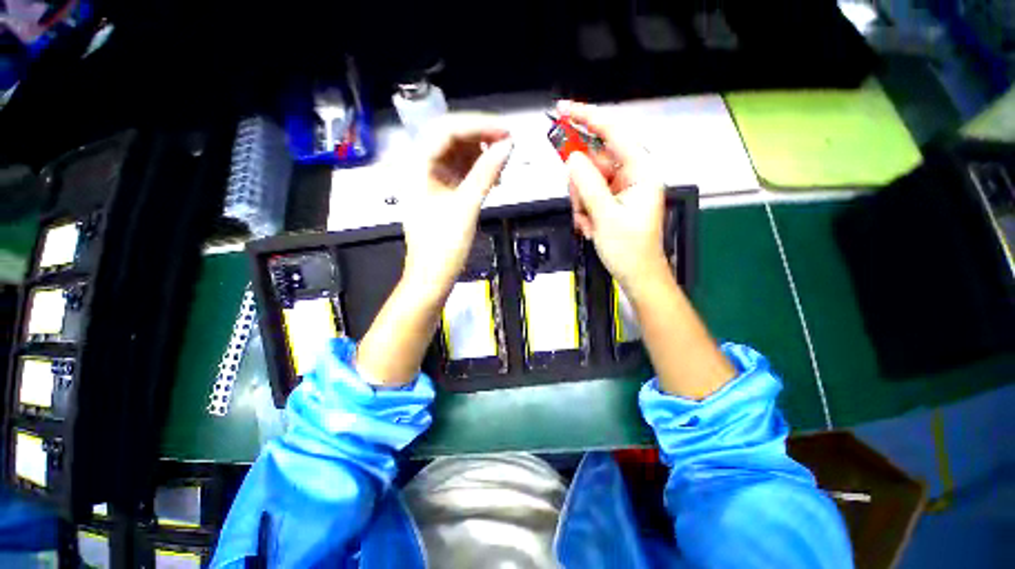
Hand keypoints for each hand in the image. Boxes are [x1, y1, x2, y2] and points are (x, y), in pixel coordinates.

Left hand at [401, 114, 512, 297]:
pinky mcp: (441, 192)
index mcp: (417, 166)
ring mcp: (431, 180)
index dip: (478, 125)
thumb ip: (486, 173)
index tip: (507, 132)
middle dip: (481, 137)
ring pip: (458, 154)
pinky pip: (461, 172)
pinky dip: (478, 171)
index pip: (447, 129)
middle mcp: (420, 167)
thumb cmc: (444, 246)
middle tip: (508, 143)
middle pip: (451, 138)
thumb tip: (508, 145)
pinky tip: (494, 178)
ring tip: (504, 162)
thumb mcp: (466, 207)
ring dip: (481, 155)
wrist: (432, 277)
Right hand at [558, 101, 668, 290]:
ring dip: (581, 201)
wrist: (636, 275)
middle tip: (580, 203)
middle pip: (594, 160)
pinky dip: (583, 209)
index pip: (614, 133)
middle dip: (580, 183)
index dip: (588, 117)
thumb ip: (588, 184)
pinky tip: (589, 225)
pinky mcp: (611, 200)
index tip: (563, 109)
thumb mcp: (606, 216)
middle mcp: (631, 174)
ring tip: (588, 222)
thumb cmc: (629, 250)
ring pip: (587, 179)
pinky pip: (588, 194)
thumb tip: (572, 158)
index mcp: (641, 172)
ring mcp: (620, 188)